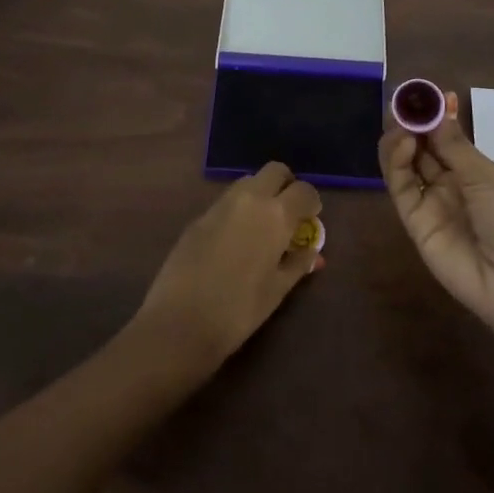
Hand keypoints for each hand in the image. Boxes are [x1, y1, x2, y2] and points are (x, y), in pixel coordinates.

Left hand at [133, 163, 323, 372]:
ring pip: (249, 181)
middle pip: (275, 171)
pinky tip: (234, 240)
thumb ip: (298, 264)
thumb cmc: (239, 310)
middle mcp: (249, 199)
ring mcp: (220, 204)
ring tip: (262, 226)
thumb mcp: (278, 290)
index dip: (312, 202)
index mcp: (276, 215)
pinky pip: (227, 201)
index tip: (311, 219)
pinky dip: (238, 209)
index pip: (304, 190)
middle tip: (289, 212)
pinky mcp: (198, 217)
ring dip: (261, 193)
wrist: (180, 322)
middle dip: (286, 185)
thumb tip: (313, 253)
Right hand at [379, 94, 493, 345]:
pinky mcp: (414, 222)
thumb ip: (454, 145)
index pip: (443, 136)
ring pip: (404, 165)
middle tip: (402, 105)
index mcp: (471, 170)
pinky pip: (401, 188)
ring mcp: (429, 202)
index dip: (431, 116)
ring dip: (399, 140)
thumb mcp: (486, 177)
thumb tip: (439, 107)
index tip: (419, 94)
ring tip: (401, 125)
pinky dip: (396, 164)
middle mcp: (447, 182)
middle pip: (420, 147)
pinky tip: (403, 145)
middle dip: (410, 124)